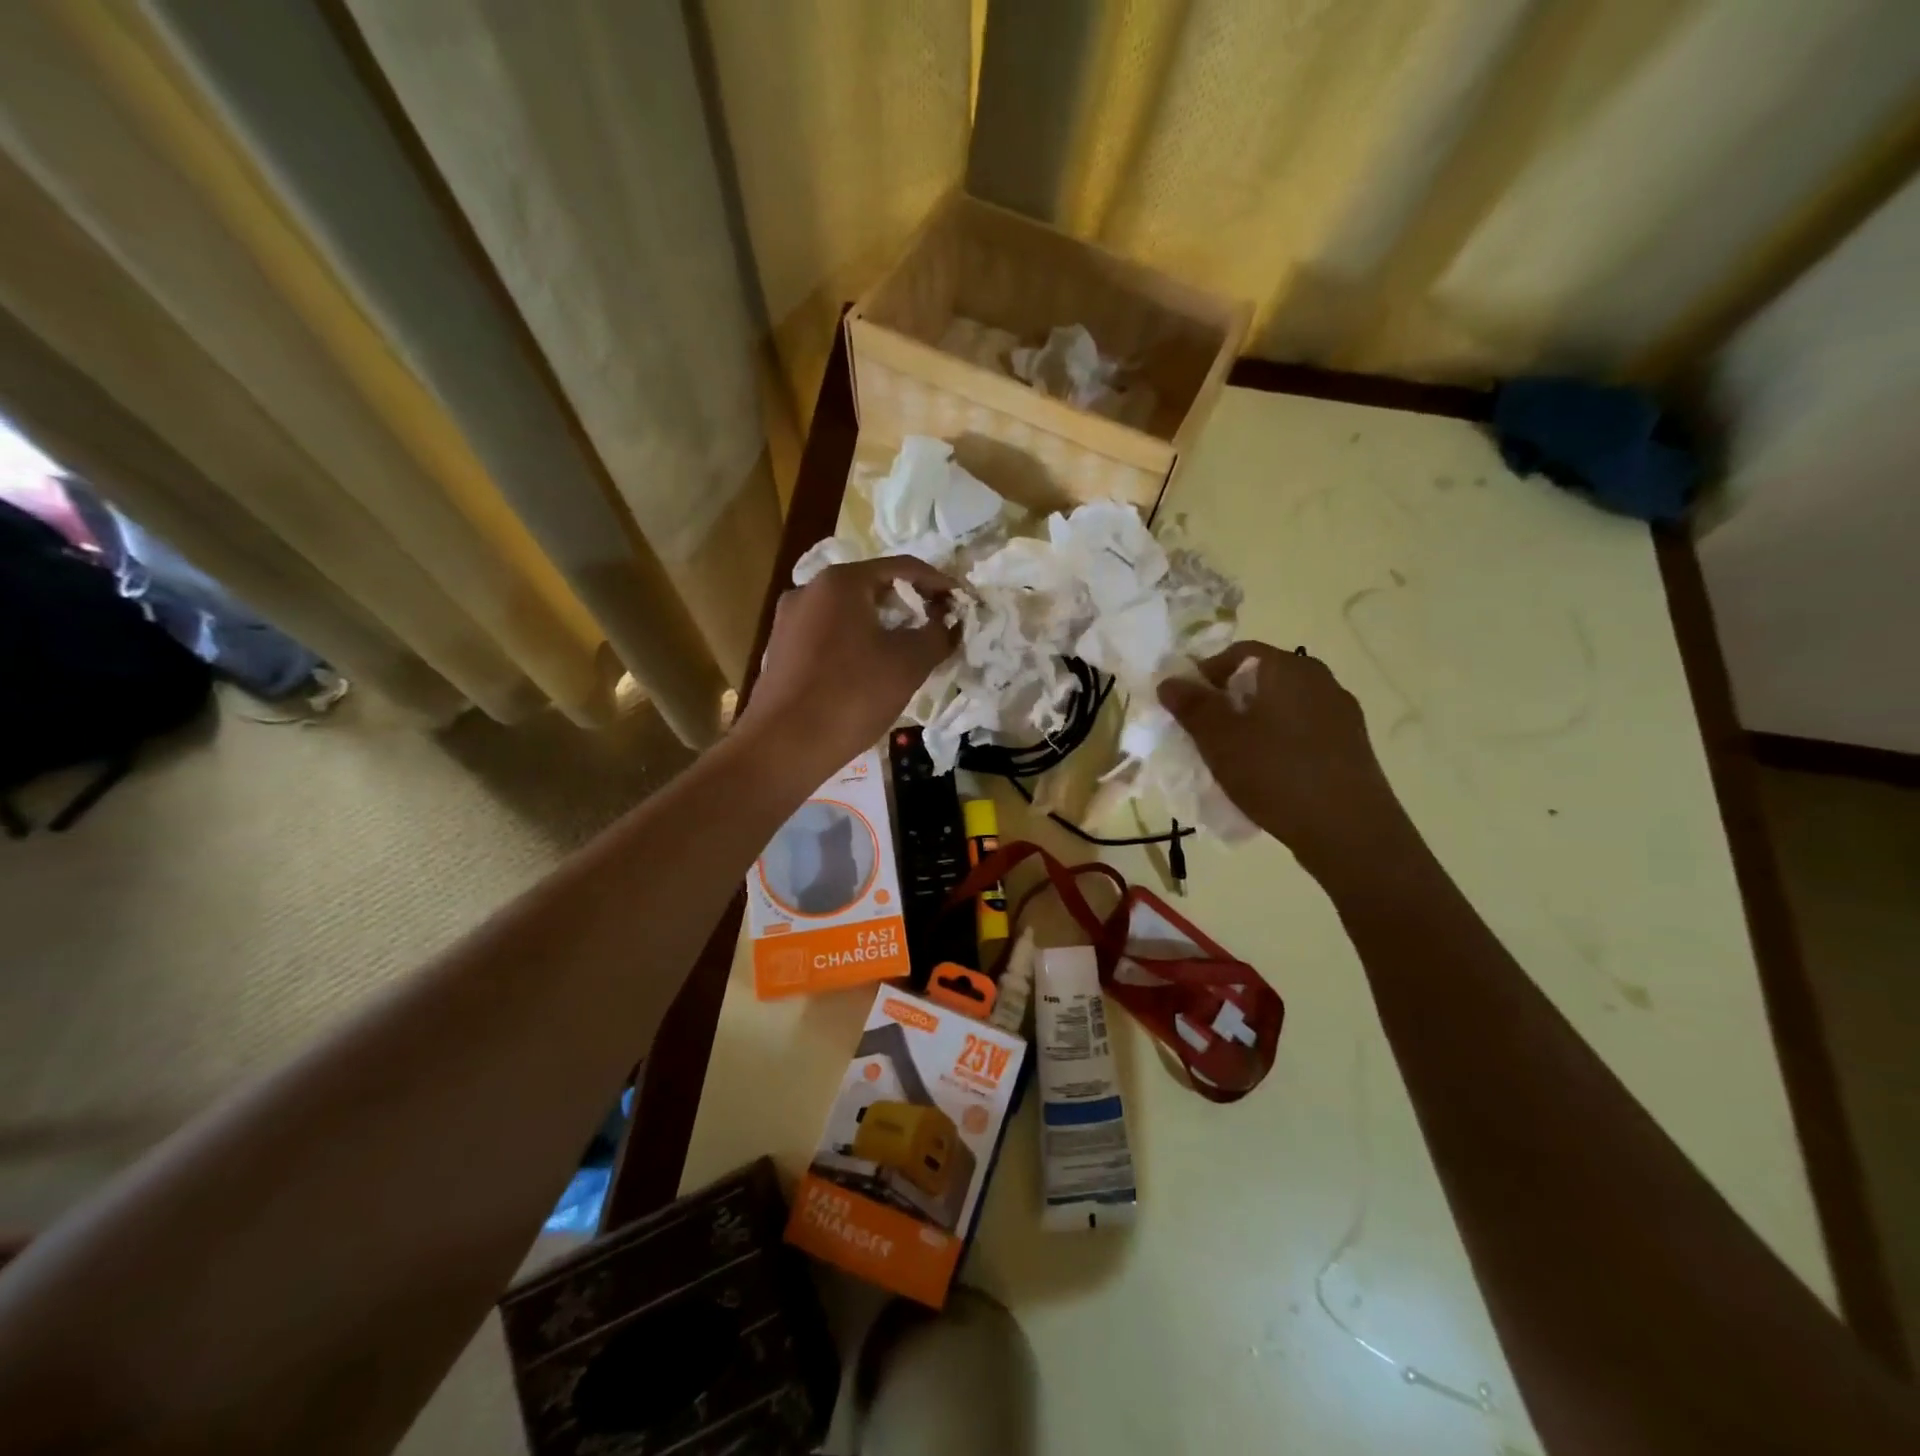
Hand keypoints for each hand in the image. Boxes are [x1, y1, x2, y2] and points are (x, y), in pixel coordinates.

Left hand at [740, 556, 957, 776]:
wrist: (783, 746)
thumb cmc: (852, 695)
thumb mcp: (909, 663)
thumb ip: (937, 634)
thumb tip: (949, 622)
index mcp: (841, 582)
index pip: (902, 567)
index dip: (938, 582)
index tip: (962, 602)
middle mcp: (809, 590)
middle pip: (872, 587)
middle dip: (909, 605)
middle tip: (937, 627)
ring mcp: (789, 621)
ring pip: (849, 613)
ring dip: (883, 626)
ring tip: (908, 651)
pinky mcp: (781, 651)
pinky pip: (829, 636)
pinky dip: (857, 644)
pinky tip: (871, 671)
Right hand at [1159, 642, 1410, 877]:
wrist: (1349, 830)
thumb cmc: (1275, 773)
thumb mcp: (1219, 739)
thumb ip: (1192, 705)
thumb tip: (1170, 680)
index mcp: (1288, 667)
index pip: (1237, 653)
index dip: (1204, 675)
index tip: (1185, 707)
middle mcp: (1320, 679)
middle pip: (1261, 679)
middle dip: (1228, 702)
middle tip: (1204, 734)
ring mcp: (1340, 713)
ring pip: (1282, 707)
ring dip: (1253, 724)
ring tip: (1232, 758)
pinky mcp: (1351, 745)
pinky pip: (1302, 731)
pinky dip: (1278, 743)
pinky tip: (1267, 774)